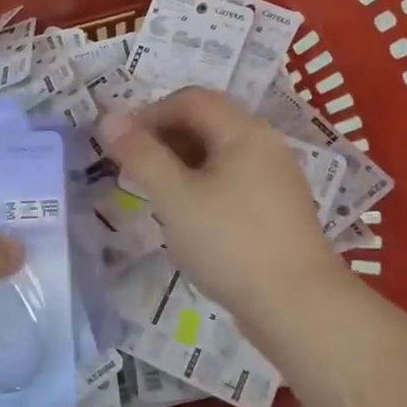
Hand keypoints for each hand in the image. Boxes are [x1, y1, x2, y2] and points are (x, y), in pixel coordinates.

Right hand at [103, 88, 348, 335]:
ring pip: (219, 155)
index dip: (149, 113)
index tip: (119, 144)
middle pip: (207, 123)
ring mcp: (275, 178)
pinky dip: (202, 186)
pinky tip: (187, 217)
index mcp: (244, 131)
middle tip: (131, 169)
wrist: (297, 307)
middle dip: (163, 138)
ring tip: (154, 194)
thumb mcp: (175, 197)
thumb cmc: (230, 243)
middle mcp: (265, 145)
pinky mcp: (276, 210)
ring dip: (180, 164)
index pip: (190, 100)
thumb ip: (141, 155)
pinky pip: (232, 181)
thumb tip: (109, 118)